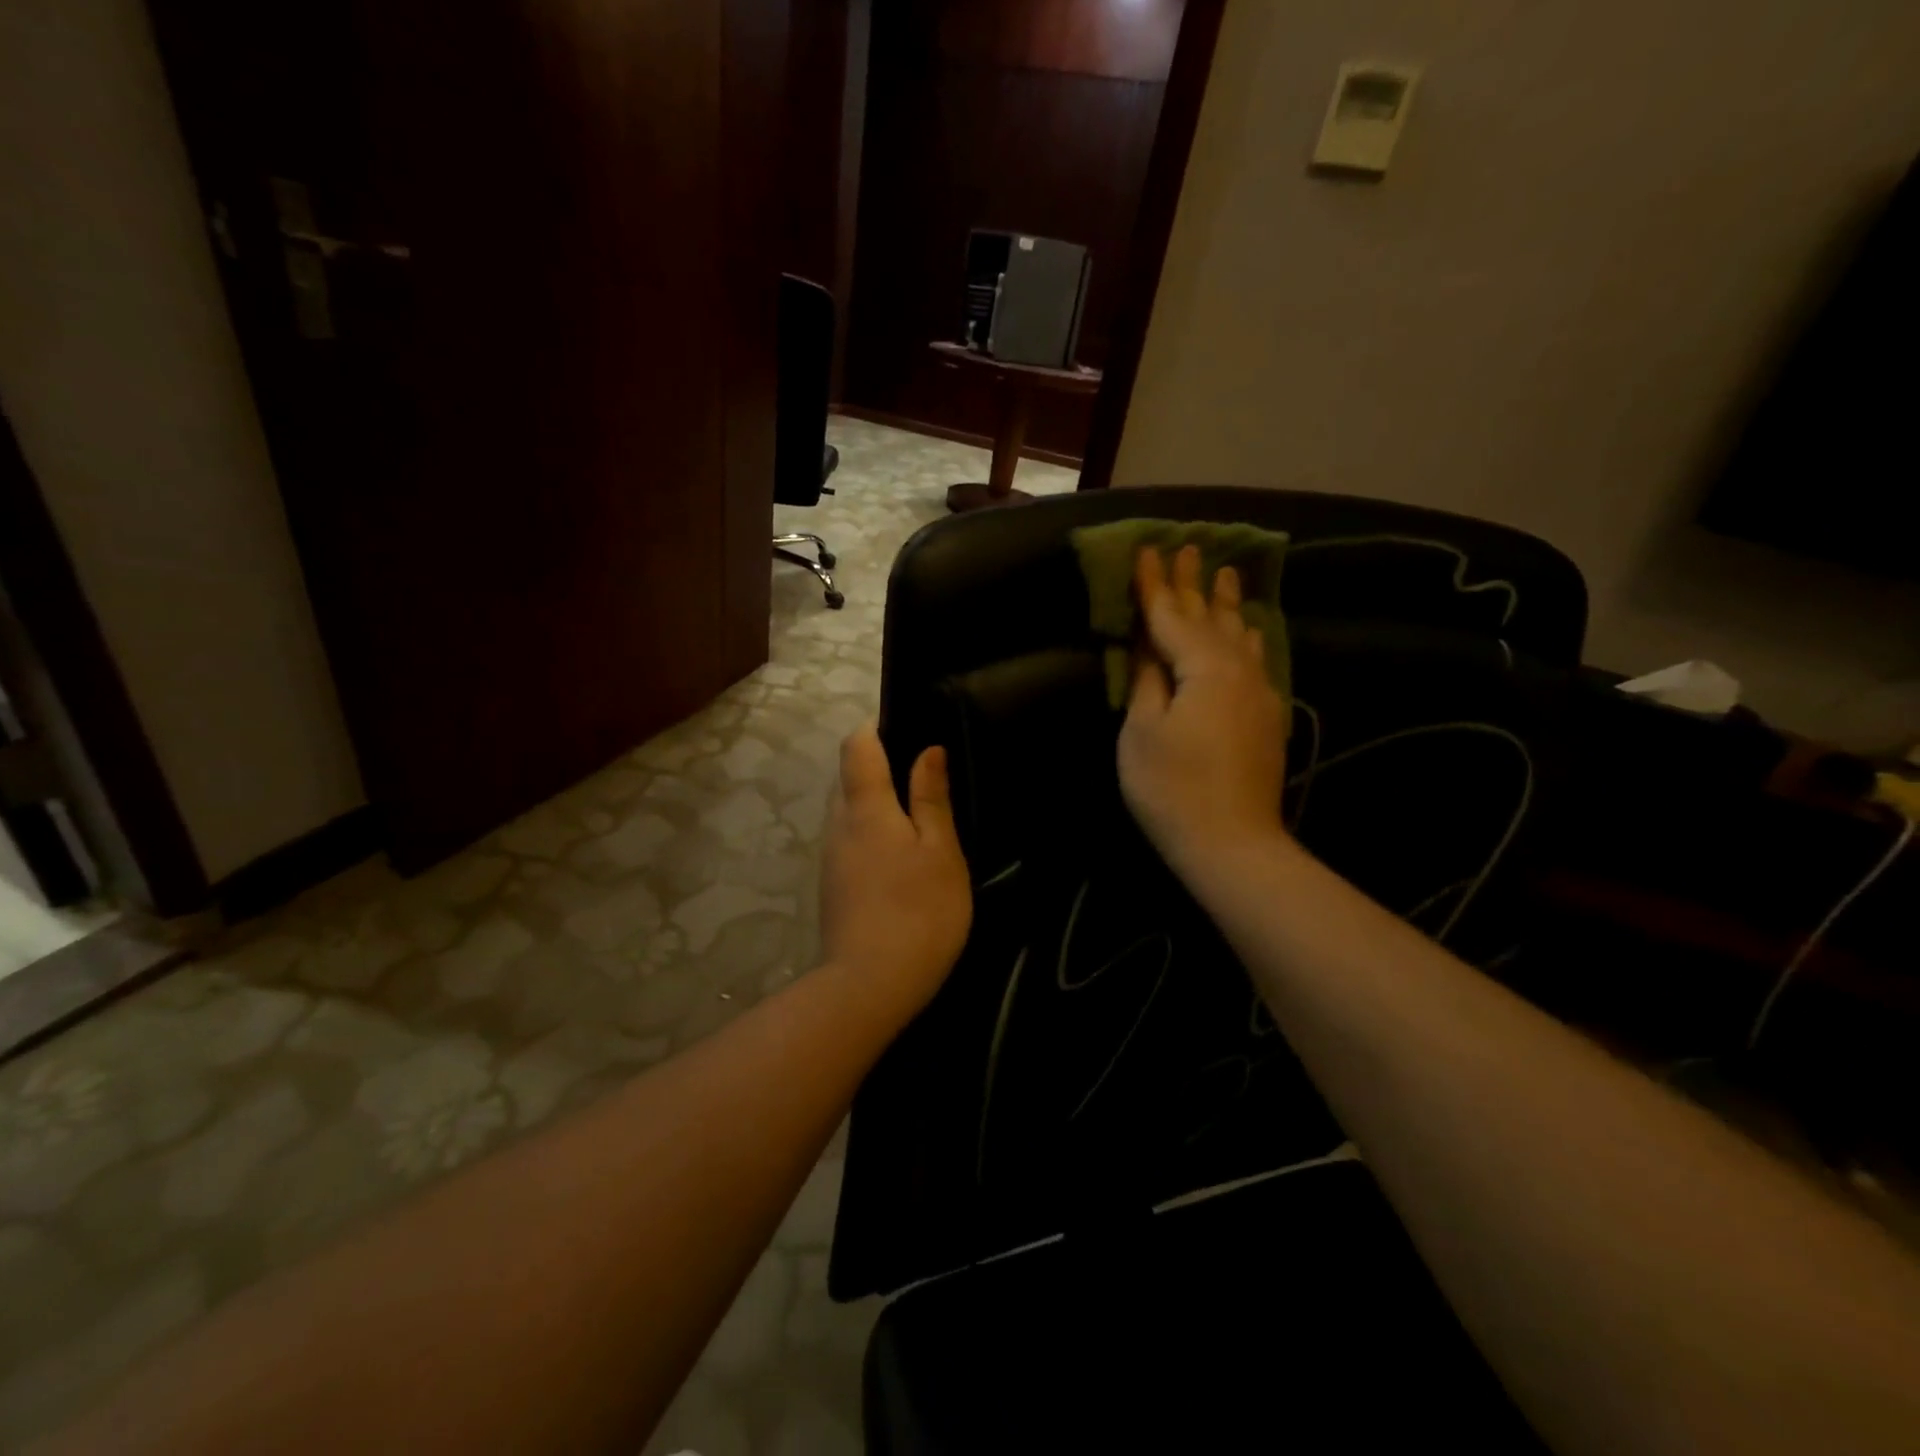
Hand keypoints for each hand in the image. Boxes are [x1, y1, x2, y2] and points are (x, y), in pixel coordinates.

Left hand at [820, 721, 971, 1012]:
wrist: (869, 986)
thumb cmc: (918, 911)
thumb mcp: (940, 851)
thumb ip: (931, 799)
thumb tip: (928, 749)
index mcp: (865, 807)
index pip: (856, 746)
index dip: (876, 728)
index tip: (907, 729)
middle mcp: (838, 825)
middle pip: (850, 778)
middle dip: (881, 768)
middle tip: (926, 781)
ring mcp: (830, 858)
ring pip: (849, 813)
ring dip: (878, 806)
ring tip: (920, 821)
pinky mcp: (832, 887)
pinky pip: (850, 842)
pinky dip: (873, 836)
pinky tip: (902, 860)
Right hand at [1118, 545, 1289, 873]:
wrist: (1232, 843)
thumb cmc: (1172, 788)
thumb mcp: (1142, 731)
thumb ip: (1147, 679)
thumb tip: (1147, 644)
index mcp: (1203, 668)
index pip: (1171, 616)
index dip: (1155, 584)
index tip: (1146, 549)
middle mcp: (1238, 670)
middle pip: (1210, 617)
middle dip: (1195, 583)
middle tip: (1189, 547)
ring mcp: (1259, 693)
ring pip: (1240, 635)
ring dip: (1228, 604)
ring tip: (1226, 574)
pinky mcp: (1267, 717)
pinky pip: (1256, 660)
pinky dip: (1246, 637)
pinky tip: (1248, 630)